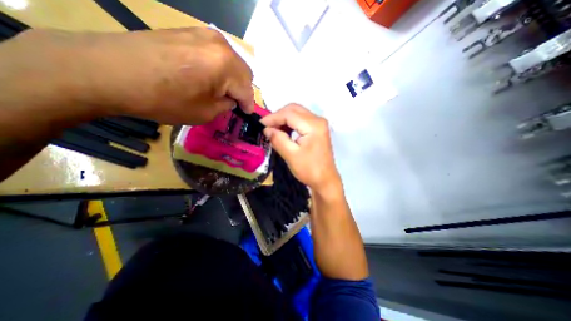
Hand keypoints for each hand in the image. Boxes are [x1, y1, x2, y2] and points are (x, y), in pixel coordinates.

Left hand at [6, 27, 254, 123]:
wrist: (110, 71)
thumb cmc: (165, 99)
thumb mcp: (205, 112)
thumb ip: (225, 105)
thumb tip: (230, 100)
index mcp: (227, 66)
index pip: (247, 90)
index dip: (249, 105)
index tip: (247, 114)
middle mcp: (221, 45)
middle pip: (244, 73)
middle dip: (242, 90)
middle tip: (234, 102)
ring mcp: (204, 34)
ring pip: (231, 62)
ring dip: (231, 79)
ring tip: (221, 91)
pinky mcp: (190, 32)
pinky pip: (216, 54)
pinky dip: (219, 68)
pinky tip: (208, 77)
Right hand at [260, 104, 339, 191]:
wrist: (325, 180)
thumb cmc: (309, 170)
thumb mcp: (291, 155)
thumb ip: (278, 139)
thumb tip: (266, 129)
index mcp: (313, 125)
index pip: (289, 114)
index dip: (273, 117)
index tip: (260, 124)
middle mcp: (318, 120)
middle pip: (294, 109)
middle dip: (278, 116)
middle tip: (267, 127)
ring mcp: (319, 124)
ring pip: (297, 113)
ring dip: (284, 119)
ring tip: (274, 130)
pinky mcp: (318, 129)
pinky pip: (301, 120)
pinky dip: (290, 123)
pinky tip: (284, 132)